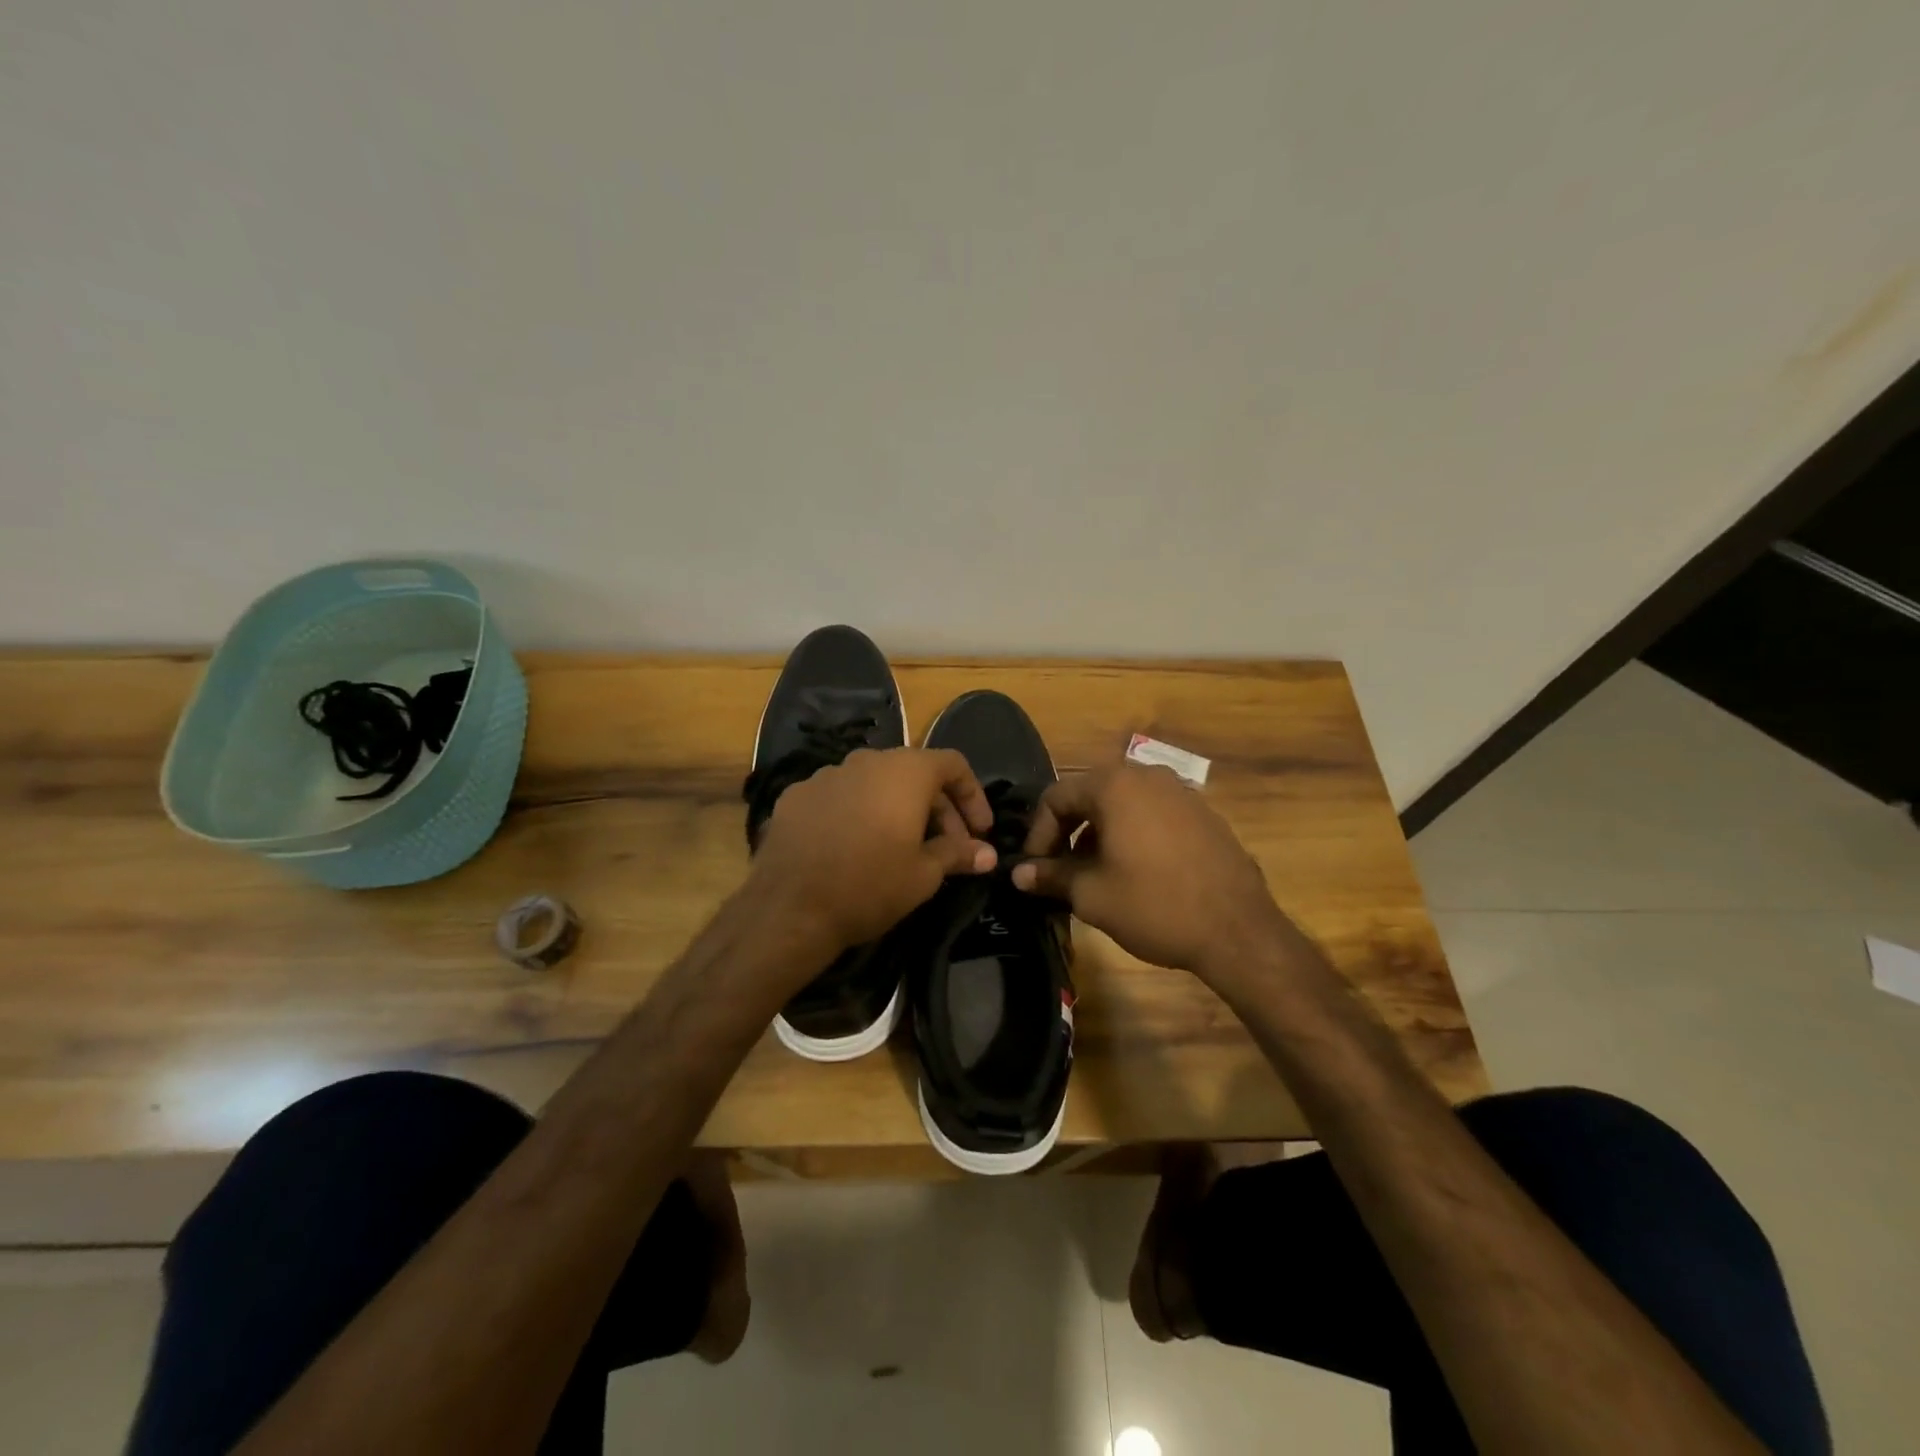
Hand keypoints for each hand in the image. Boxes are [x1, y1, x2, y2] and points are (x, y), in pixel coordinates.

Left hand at [749, 747, 996, 955]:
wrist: (789, 908)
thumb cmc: (870, 886)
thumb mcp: (924, 875)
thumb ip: (957, 854)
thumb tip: (986, 854)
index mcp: (904, 771)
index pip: (952, 764)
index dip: (973, 796)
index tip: (979, 831)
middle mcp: (866, 760)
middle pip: (914, 773)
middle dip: (938, 808)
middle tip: (948, 848)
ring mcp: (826, 775)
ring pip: (875, 783)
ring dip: (896, 809)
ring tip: (901, 848)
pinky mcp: (796, 795)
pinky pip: (840, 796)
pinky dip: (857, 814)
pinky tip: (854, 848)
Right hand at [1011, 763, 1285, 976]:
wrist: (1238, 930)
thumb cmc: (1154, 906)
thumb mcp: (1092, 895)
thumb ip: (1051, 876)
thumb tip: (1019, 873)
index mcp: (1115, 785)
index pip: (1056, 797)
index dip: (1037, 833)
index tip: (1034, 867)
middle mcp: (1147, 776)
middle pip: (1090, 795)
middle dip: (1068, 831)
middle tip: (1059, 869)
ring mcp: (1181, 792)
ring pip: (1123, 804)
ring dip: (1099, 833)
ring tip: (1095, 873)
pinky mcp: (1204, 814)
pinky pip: (1153, 814)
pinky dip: (1132, 834)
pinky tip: (1136, 871)